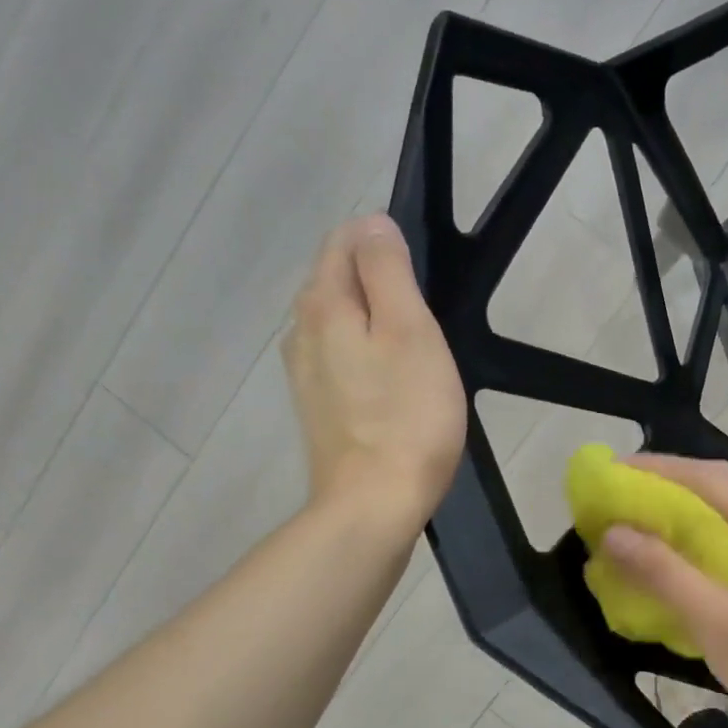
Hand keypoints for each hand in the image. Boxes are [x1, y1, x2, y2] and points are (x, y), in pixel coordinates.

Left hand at [284, 216, 465, 532]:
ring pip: (338, 323)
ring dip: (372, 320)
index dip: (383, 243)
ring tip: (414, 349)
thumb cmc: (407, 415)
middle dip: (377, 281)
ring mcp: (304, 374)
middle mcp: (301, 330)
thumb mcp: (410, 330)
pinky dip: (365, 356)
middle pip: (336, 280)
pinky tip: (392, 382)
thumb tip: (373, 224)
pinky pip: (340, 360)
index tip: (422, 278)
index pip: (344, 241)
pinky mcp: (318, 408)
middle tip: (426, 315)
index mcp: (323, 303)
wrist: (374, 503)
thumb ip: (388, 270)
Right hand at [602, 455, 727, 727]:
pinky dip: (694, 535)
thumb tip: (613, 533)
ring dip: (681, 507)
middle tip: (620, 490)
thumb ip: (665, 573)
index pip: (710, 477)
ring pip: (724, 512)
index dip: (660, 469)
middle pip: (718, 487)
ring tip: (638, 514)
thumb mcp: (716, 620)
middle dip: (668, 482)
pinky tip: (672, 552)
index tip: (614, 472)